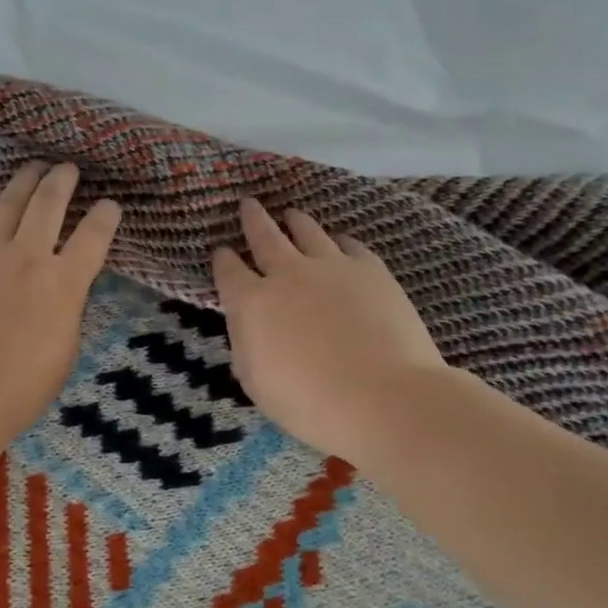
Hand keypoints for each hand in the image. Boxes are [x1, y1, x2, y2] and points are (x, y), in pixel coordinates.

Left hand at [0, 162, 122, 444]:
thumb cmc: (19, 389)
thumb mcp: (64, 352)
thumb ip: (66, 313)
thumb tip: (61, 293)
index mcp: (65, 284)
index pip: (94, 238)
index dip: (105, 217)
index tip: (109, 205)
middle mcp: (29, 257)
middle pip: (49, 205)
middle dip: (62, 181)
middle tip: (67, 168)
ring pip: (9, 203)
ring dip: (24, 180)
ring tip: (33, 166)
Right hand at [212, 199, 450, 463]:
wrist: (385, 398)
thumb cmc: (311, 403)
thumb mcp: (257, 382)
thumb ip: (246, 345)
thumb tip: (249, 324)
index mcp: (252, 303)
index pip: (229, 272)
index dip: (223, 260)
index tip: (221, 251)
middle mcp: (287, 274)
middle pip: (265, 237)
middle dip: (253, 219)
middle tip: (248, 204)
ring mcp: (331, 267)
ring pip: (307, 232)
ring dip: (295, 221)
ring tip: (291, 214)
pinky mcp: (371, 269)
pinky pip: (349, 245)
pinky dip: (338, 241)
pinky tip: (339, 242)